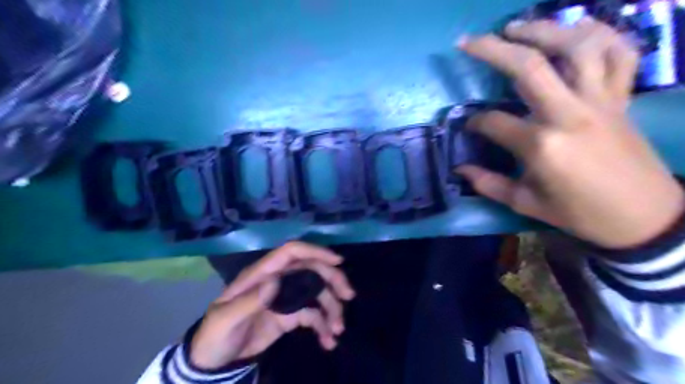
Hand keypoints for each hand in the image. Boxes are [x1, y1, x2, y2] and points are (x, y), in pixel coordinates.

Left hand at [190, 241, 355, 369]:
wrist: (215, 361)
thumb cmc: (215, 335)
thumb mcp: (226, 320)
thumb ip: (249, 301)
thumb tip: (276, 281)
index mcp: (262, 275)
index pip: (291, 253)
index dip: (314, 251)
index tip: (337, 262)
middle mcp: (278, 282)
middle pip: (311, 270)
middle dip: (332, 280)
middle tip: (348, 295)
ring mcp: (286, 299)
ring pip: (316, 293)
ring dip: (331, 307)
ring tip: (337, 329)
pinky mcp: (291, 316)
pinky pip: (313, 315)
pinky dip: (324, 325)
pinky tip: (328, 340)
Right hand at [454, 16, 684, 247]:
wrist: (644, 217)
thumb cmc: (579, 214)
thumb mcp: (525, 204)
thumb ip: (488, 184)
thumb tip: (459, 169)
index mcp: (541, 145)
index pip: (494, 122)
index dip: (474, 122)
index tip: (469, 126)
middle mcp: (569, 113)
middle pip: (528, 67)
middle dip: (492, 50)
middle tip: (468, 41)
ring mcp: (600, 100)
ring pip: (576, 47)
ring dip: (543, 30)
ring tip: (516, 27)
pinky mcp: (622, 98)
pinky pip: (620, 54)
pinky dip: (601, 34)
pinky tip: (577, 29)